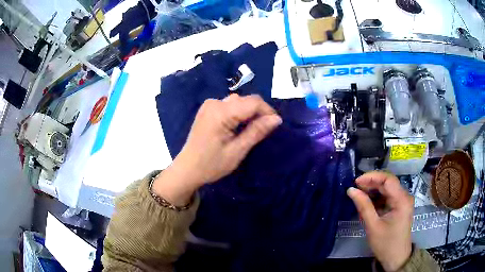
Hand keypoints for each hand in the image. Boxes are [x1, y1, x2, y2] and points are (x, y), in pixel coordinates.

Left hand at [153, 94, 281, 205]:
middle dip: (258, 113)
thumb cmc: (211, 164)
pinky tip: (237, 127)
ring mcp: (209, 105)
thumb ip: (256, 131)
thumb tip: (277, 119)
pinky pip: (229, 105)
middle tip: (263, 131)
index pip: (253, 102)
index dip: (268, 111)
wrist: (187, 169)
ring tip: (251, 131)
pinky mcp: (207, 109)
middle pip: (245, 100)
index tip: (275, 125)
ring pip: (238, 102)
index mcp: (221, 112)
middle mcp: (214, 103)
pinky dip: (238, 114)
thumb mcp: (237, 151)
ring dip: (248, 113)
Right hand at [347, 171, 413, 271]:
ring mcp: (403, 201)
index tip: (356, 182)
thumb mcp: (373, 226)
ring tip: (359, 195)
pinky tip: (367, 203)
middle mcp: (405, 196)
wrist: (396, 258)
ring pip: (387, 189)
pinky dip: (377, 198)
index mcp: (402, 200)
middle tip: (355, 189)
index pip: (387, 179)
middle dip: (371, 184)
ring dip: (373, 191)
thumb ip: (363, 206)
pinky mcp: (400, 206)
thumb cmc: (385, 244)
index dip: (371, 177)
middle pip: (387, 183)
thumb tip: (351, 190)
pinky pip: (387, 197)